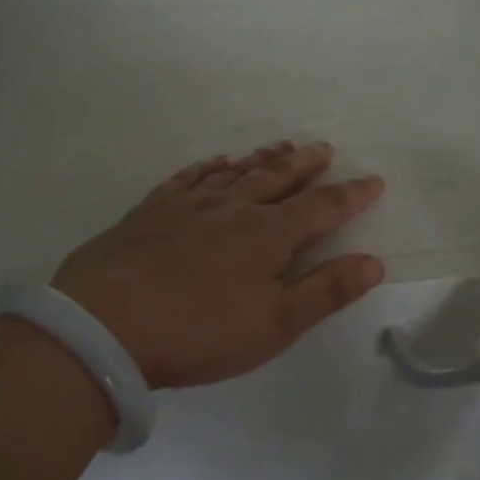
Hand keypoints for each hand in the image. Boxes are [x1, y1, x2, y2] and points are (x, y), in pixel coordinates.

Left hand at [52, 142, 386, 389]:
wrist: (106, 325)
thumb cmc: (200, 332)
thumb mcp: (275, 325)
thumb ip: (326, 292)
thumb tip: (373, 262)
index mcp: (268, 234)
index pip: (321, 208)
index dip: (351, 195)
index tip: (373, 180)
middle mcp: (232, 207)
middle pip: (277, 178)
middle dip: (305, 164)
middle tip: (322, 148)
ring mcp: (187, 204)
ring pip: (234, 172)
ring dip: (261, 159)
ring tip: (279, 146)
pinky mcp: (150, 211)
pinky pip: (187, 178)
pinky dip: (207, 167)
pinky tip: (214, 163)